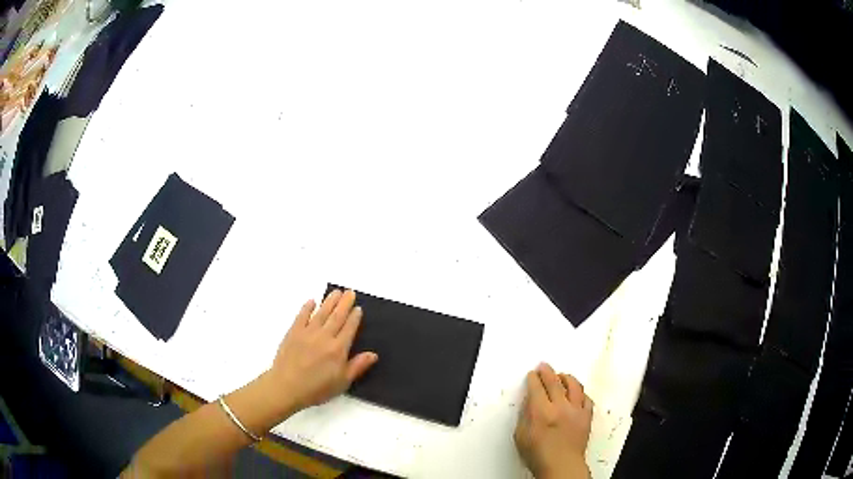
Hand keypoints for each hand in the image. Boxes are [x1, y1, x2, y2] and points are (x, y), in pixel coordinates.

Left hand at [268, 289, 377, 411]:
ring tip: (336, 292)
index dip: (354, 317)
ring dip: (329, 301)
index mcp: (338, 349)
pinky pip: (302, 316)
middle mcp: (325, 337)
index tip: (358, 308)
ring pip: (321, 313)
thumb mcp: (342, 382)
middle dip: (345, 303)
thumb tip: (373, 354)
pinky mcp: (293, 332)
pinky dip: (307, 308)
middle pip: (337, 316)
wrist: (287, 387)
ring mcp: (308, 333)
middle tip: (350, 292)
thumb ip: (357, 366)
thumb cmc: (316, 388)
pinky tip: (312, 301)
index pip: (349, 328)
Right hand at [514, 363, 592, 478]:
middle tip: (544, 366)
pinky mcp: (586, 416)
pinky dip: (580, 393)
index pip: (537, 387)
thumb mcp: (521, 436)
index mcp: (541, 412)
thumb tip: (529, 403)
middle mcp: (560, 407)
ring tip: (562, 375)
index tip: (532, 374)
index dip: (533, 378)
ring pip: (574, 386)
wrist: (562, 466)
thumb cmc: (538, 455)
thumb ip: (525, 416)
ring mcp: (576, 410)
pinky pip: (586, 398)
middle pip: (554, 382)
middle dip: (547, 371)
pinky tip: (576, 393)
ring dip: (566, 377)